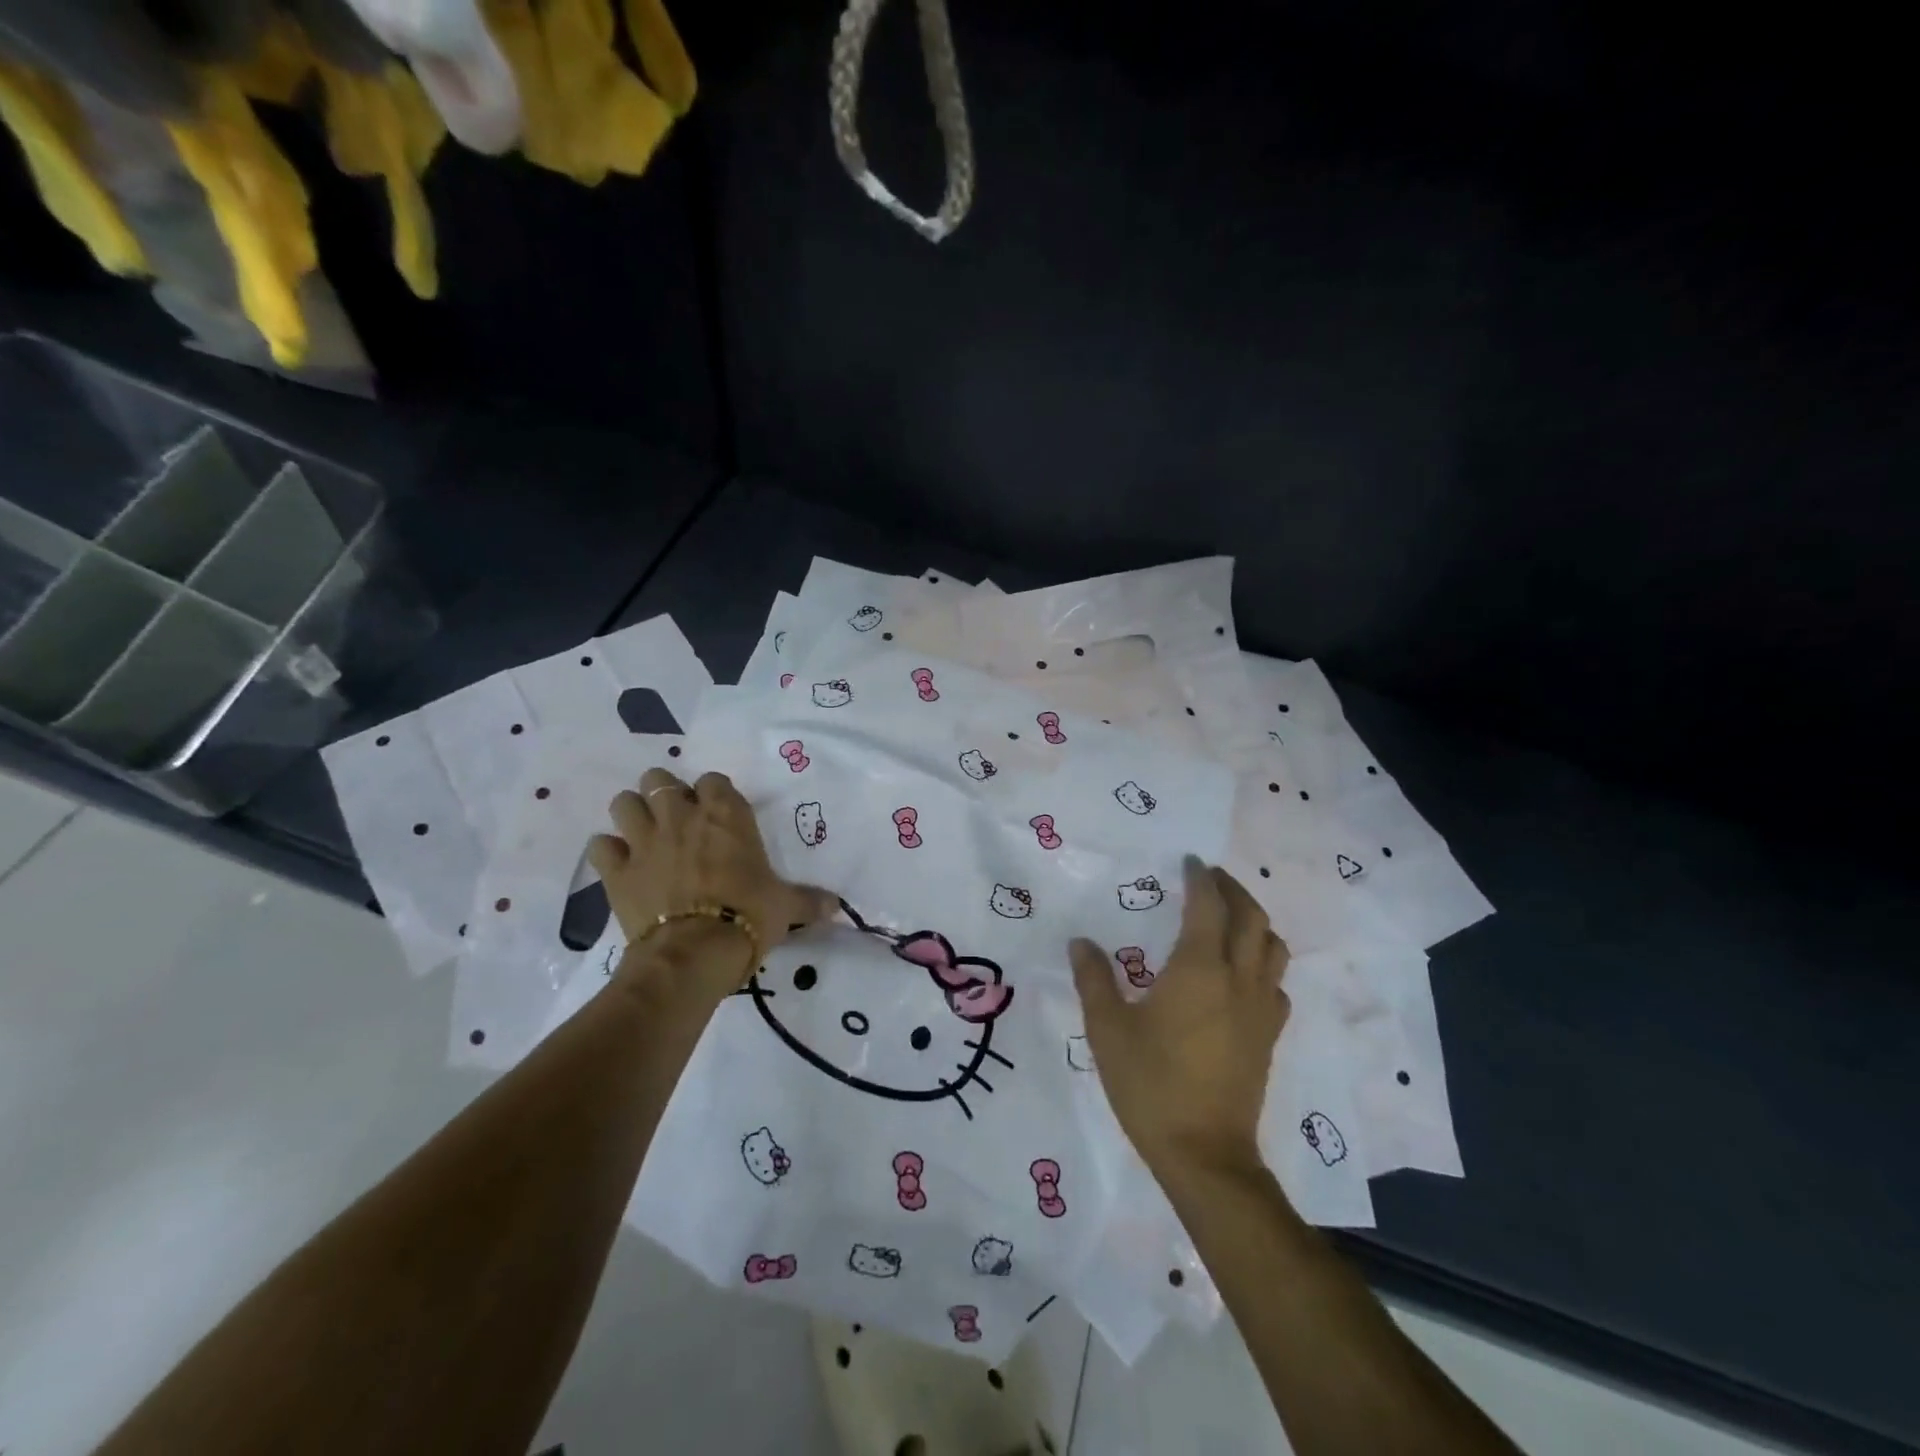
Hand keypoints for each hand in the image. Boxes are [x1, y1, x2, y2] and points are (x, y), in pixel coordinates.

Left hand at [587, 767, 836, 998]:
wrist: (695, 951)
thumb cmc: (749, 917)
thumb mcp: (785, 907)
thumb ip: (809, 900)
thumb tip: (839, 908)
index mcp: (726, 814)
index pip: (714, 780)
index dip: (713, 795)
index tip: (718, 814)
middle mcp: (682, 816)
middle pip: (659, 779)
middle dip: (664, 794)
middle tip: (676, 820)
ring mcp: (644, 839)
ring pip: (623, 802)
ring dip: (632, 814)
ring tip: (643, 835)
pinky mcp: (616, 870)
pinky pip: (600, 846)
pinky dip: (608, 853)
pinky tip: (620, 866)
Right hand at [1070, 855, 1289, 1176]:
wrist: (1204, 1153)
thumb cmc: (1150, 1085)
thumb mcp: (1107, 1029)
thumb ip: (1093, 979)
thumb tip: (1081, 942)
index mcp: (1198, 969)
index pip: (1207, 905)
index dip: (1199, 878)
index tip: (1189, 861)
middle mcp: (1237, 978)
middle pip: (1251, 917)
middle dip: (1232, 889)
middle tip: (1209, 879)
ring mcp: (1260, 1008)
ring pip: (1273, 947)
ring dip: (1254, 921)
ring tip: (1230, 917)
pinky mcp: (1269, 1036)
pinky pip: (1275, 983)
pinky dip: (1262, 962)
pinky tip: (1241, 974)